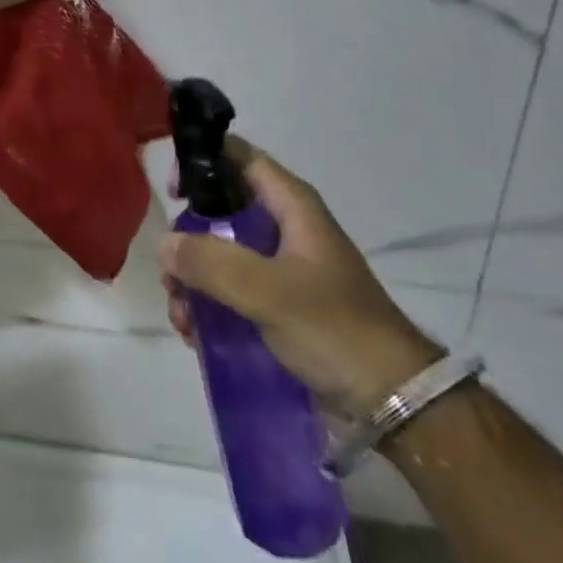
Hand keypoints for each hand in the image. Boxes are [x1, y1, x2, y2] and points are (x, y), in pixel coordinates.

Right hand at [159, 140, 441, 416]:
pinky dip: (208, 308)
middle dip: (188, 242)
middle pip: (220, 212)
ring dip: (193, 282)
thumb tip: (165, 244)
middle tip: (170, 274)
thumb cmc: (335, 329)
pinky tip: (195, 336)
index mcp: (291, 206)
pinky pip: (230, 293)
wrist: (397, 405)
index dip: (203, 161)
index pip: (239, 157)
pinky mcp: (279, 307)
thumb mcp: (268, 290)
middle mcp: (284, 229)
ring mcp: (281, 270)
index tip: (173, 193)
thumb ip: (211, 262)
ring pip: (220, 256)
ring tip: (182, 319)